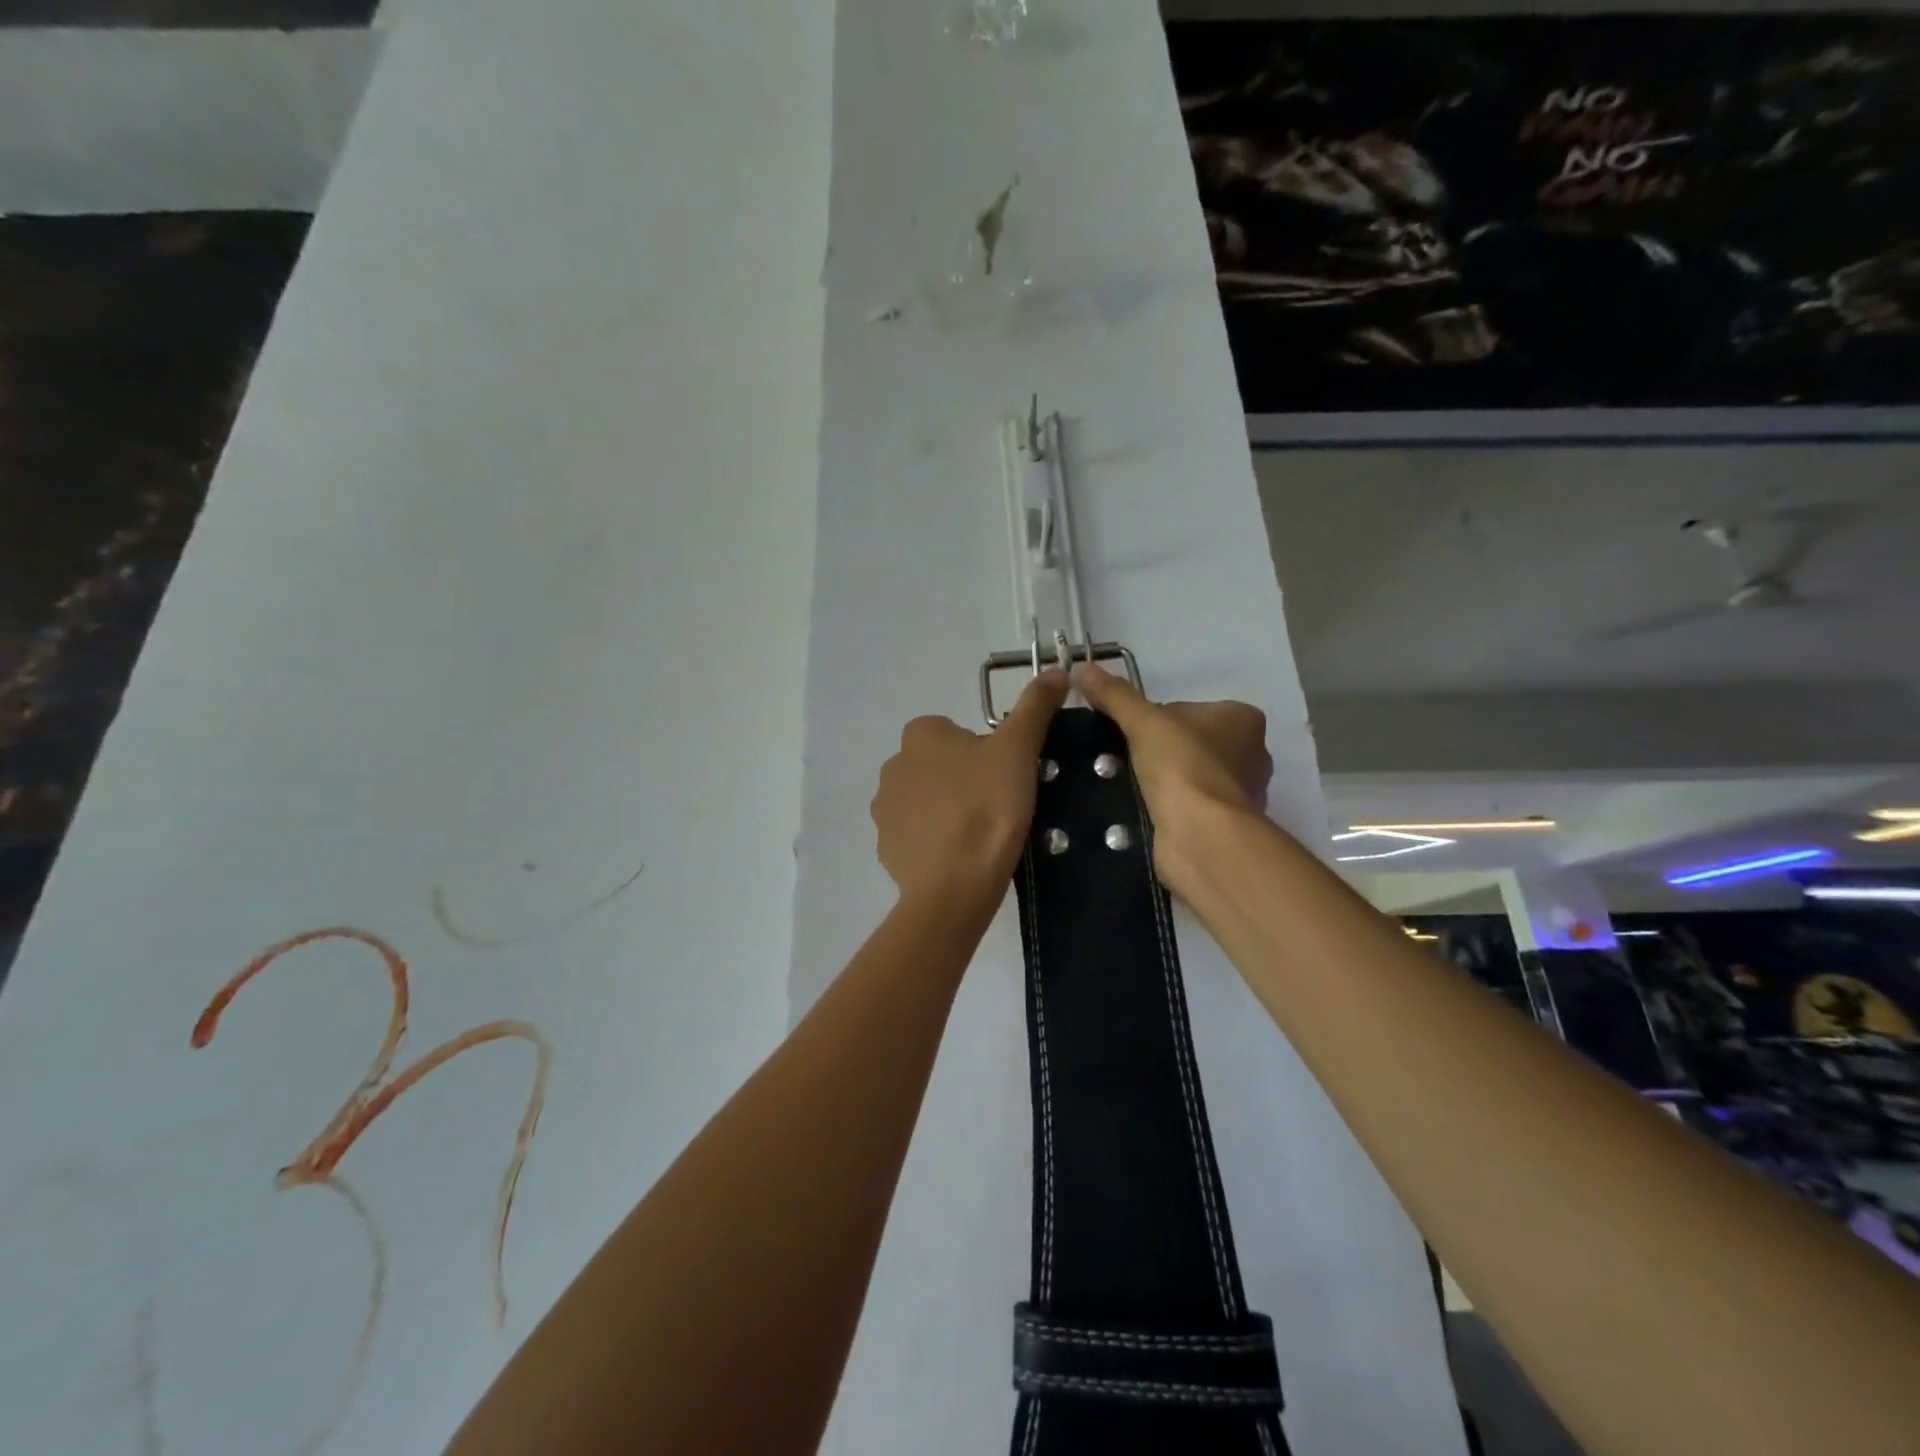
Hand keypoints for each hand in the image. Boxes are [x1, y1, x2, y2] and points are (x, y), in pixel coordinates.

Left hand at [871, 672, 1069, 902]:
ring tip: (982, 836)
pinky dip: (936, 843)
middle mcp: (893, 766)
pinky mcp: (886, 848)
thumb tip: (1057, 670)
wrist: (955, 885)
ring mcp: (885, 810)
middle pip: (941, 766)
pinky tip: (961, 859)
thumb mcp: (1019, 750)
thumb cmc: (988, 808)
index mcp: (920, 735)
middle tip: (999, 806)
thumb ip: (1035, 707)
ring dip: (949, 811)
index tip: (1007, 778)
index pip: (958, 733)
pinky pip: (917, 836)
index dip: (987, 752)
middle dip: (966, 781)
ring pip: (927, 801)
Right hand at [1076, 662, 1269, 882]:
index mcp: (1243, 719)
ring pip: (1188, 775)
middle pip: (1188, 742)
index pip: (1188, 709)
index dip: (1155, 719)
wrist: (1201, 835)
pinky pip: (1189, 806)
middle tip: (1124, 760)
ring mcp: (1241, 793)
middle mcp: (1252, 754)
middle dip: (1158, 751)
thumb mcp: (1142, 721)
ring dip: (1161, 781)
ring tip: (1128, 787)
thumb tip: (1082, 668)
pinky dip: (1168, 808)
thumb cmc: (1182, 766)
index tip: (1131, 734)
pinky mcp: (1225, 825)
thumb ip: (1114, 695)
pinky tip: (1144, 812)